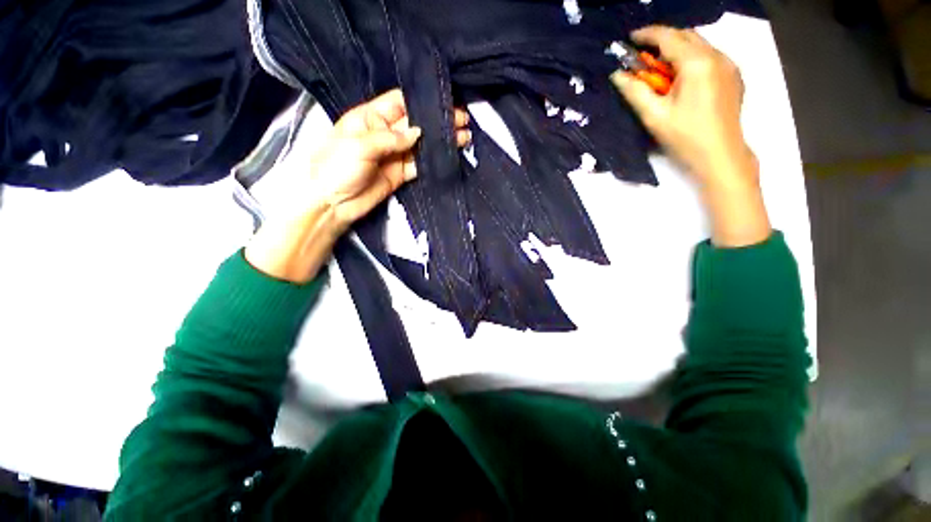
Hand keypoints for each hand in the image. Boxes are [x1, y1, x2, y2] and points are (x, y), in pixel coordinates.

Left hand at [306, 89, 470, 231]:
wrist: (332, 204)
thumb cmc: (334, 168)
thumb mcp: (359, 145)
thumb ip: (390, 138)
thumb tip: (417, 133)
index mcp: (369, 118)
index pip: (399, 102)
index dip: (421, 101)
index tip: (442, 102)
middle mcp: (384, 134)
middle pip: (415, 124)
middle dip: (436, 122)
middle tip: (459, 120)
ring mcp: (393, 155)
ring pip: (421, 145)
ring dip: (439, 142)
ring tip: (461, 137)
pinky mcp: (399, 174)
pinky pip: (419, 165)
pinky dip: (433, 161)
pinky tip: (447, 155)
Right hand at [611, 27, 770, 247]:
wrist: (721, 155)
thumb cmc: (685, 137)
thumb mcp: (654, 116)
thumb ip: (635, 92)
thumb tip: (618, 75)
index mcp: (697, 63)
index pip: (668, 37)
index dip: (647, 35)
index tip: (630, 39)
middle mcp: (716, 56)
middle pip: (686, 36)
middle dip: (662, 41)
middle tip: (642, 57)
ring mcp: (729, 65)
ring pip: (699, 45)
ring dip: (677, 50)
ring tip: (660, 70)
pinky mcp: (733, 76)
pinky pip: (709, 56)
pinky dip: (691, 59)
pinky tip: (681, 78)